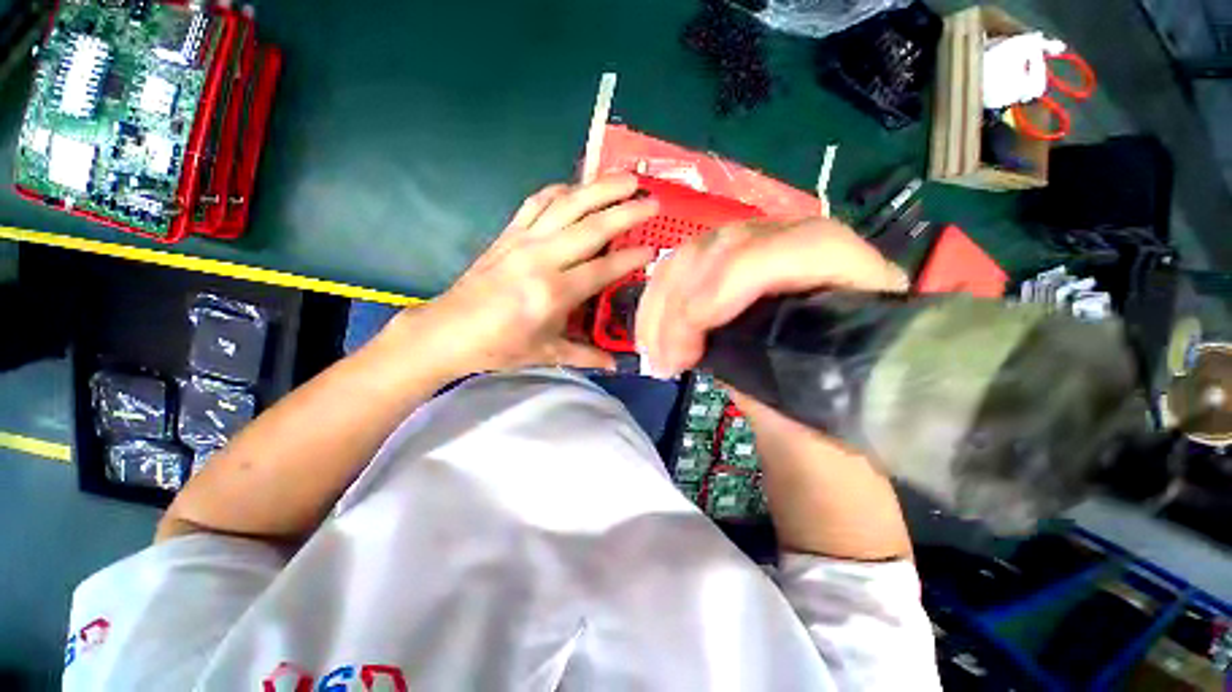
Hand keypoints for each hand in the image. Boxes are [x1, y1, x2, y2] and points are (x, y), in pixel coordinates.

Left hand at [386, 174, 657, 380]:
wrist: (447, 331)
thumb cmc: (499, 347)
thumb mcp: (547, 354)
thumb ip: (585, 355)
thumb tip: (617, 365)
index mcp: (553, 293)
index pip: (603, 269)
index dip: (631, 259)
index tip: (653, 250)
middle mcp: (541, 259)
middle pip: (591, 228)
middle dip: (626, 212)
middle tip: (653, 201)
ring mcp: (522, 241)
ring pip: (567, 205)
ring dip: (599, 189)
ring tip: (626, 178)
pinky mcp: (507, 233)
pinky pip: (537, 202)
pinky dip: (559, 190)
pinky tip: (576, 188)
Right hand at [637, 218, 913, 561]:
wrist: (807, 414)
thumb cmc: (825, 422)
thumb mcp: (818, 415)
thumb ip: (783, 380)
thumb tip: (725, 351)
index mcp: (862, 281)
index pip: (808, 246)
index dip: (741, 275)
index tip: (697, 325)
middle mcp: (809, 253)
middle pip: (736, 243)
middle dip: (687, 302)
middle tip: (669, 359)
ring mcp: (761, 254)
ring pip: (697, 252)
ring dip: (662, 305)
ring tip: (657, 357)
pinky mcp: (726, 269)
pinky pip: (679, 270)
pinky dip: (655, 303)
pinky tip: (650, 338)